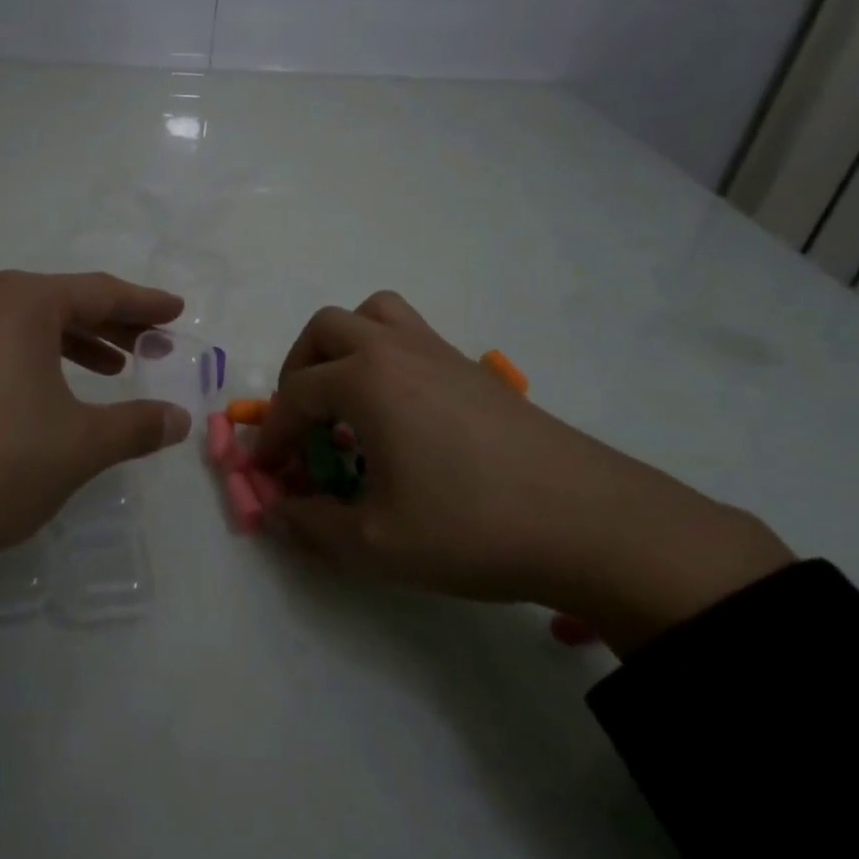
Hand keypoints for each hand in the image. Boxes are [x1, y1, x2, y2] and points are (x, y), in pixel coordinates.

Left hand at [0, 271, 191, 605]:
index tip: (178, 310)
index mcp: (23, 303)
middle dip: (115, 322)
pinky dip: (42, 360)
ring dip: (79, 342)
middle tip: (155, 342)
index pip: (100, 292)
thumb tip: (179, 419)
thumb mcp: (80, 445)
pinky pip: (5, 347)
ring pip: (33, 326)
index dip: (145, 303)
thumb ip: (136, 426)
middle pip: (66, 302)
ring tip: (114, 367)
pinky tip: (57, 393)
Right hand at [255, 292, 793, 653]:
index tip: (266, 470)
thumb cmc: (470, 526)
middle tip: (303, 421)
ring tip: (346, 398)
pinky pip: (412, 336)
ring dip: (344, 347)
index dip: (272, 434)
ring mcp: (441, 353)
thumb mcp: (375, 543)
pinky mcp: (474, 370)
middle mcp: (396, 350)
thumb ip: (311, 527)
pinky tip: (400, 415)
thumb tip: (277, 513)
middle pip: (326, 329)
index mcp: (365, 379)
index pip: (295, 395)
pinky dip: (385, 358)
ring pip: (375, 315)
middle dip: (299, 371)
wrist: (592, 524)